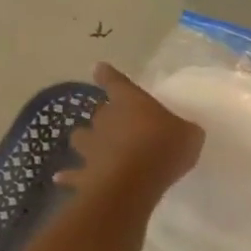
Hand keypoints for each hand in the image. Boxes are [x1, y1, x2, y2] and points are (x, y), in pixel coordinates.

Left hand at [57, 63, 203, 196]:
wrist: (134, 180)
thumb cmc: (165, 148)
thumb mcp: (190, 135)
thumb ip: (184, 130)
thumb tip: (183, 130)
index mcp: (130, 101)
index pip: (116, 81)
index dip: (108, 76)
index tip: (100, 69)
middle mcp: (105, 119)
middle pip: (100, 112)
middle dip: (106, 117)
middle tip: (117, 125)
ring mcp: (91, 145)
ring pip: (81, 138)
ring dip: (86, 140)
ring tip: (92, 148)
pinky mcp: (85, 172)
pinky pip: (74, 173)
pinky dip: (69, 175)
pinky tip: (60, 178)